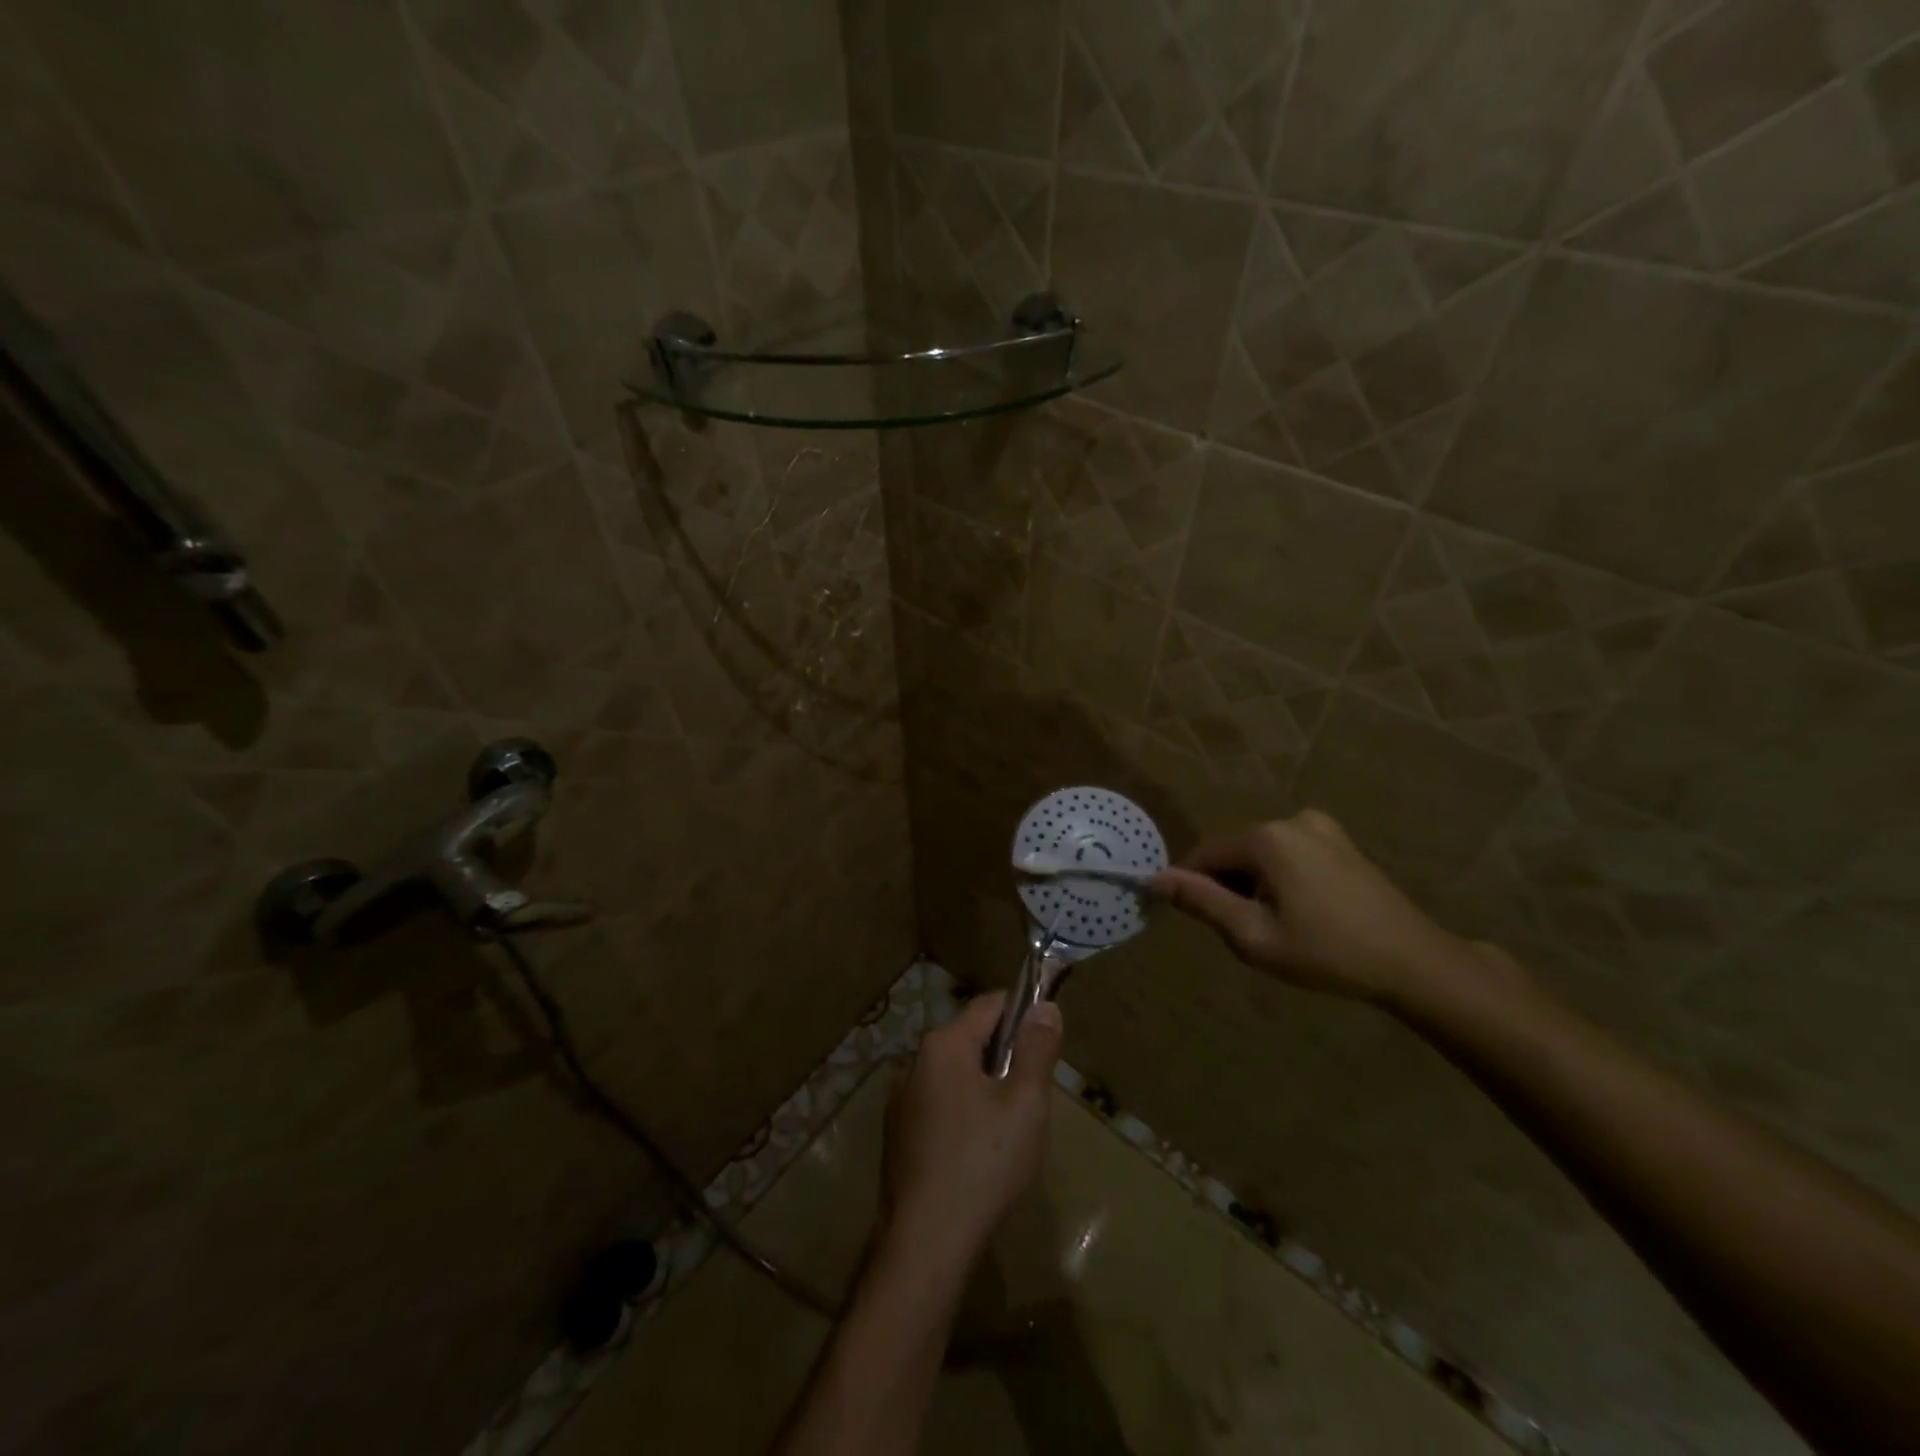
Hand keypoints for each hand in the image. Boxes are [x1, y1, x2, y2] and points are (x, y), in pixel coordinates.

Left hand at [879, 990, 1062, 1269]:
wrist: (925, 1242)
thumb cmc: (983, 1163)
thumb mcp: (1025, 1103)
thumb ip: (1037, 1049)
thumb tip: (1044, 1006)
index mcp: (944, 1044)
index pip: (990, 1005)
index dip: (1023, 1013)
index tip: (1048, 1042)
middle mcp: (915, 1061)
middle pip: (971, 1038)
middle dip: (1006, 1056)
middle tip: (1034, 1095)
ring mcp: (901, 1099)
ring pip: (955, 1074)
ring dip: (985, 1087)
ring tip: (1011, 1128)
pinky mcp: (898, 1134)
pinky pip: (940, 1104)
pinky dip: (964, 1112)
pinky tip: (979, 1153)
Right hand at [1151, 809, 1500, 1009]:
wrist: (1414, 963)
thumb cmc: (1327, 953)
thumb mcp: (1253, 935)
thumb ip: (1201, 901)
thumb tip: (1152, 879)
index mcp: (1266, 838)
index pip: (1205, 856)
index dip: (1193, 888)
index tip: (1200, 922)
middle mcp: (1291, 820)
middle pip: (1235, 853)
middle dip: (1230, 888)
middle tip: (1251, 933)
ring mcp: (1321, 827)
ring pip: (1262, 855)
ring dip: (1256, 885)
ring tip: (1281, 927)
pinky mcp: (1341, 841)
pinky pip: (1290, 854)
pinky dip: (1282, 879)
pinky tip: (1305, 913)